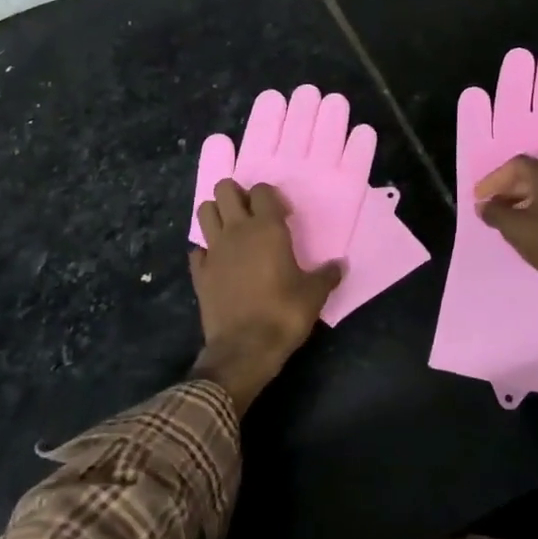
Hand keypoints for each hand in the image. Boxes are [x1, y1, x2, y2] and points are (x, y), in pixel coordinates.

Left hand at [190, 179, 340, 414]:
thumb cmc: (284, 313)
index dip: (271, 197)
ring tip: (231, 230)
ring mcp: (213, 250)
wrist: (245, 348)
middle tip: (251, 214)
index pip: (262, 190)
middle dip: (236, 194)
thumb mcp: (314, 294)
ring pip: (204, 211)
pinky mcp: (198, 273)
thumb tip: (340, 265)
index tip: (283, 216)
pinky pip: (197, 249)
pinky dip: (206, 251)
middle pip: (225, 190)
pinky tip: (218, 263)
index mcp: (267, 228)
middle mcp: (237, 231)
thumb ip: (327, 275)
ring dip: (216, 214)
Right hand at [473, 155, 537, 294]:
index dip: (494, 179)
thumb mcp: (517, 229)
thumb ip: (496, 214)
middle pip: (531, 177)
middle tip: (491, 209)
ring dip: (522, 204)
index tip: (480, 198)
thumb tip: (483, 205)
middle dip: (507, 191)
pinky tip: (532, 234)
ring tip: (508, 223)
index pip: (516, 165)